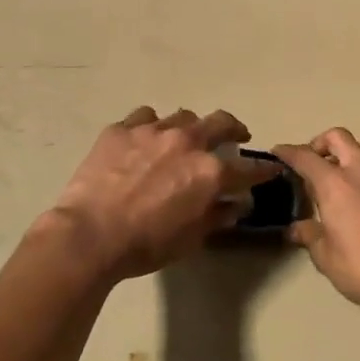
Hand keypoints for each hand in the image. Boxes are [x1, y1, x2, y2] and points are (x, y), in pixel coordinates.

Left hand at [48, 107, 278, 281]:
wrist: (90, 234)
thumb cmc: (146, 245)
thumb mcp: (191, 238)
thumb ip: (217, 216)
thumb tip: (235, 205)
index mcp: (210, 172)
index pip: (249, 168)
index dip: (262, 170)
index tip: (269, 170)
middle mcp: (187, 142)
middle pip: (220, 122)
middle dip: (233, 129)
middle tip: (235, 136)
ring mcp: (152, 130)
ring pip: (182, 116)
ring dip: (190, 127)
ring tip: (184, 138)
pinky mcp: (121, 129)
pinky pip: (145, 117)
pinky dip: (151, 126)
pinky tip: (145, 139)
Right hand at [275, 129, 359, 320]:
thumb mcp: (325, 256)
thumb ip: (310, 235)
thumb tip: (296, 229)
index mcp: (334, 184)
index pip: (305, 157)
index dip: (289, 152)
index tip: (278, 152)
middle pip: (338, 137)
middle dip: (321, 143)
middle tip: (313, 161)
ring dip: (352, 150)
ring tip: (344, 170)